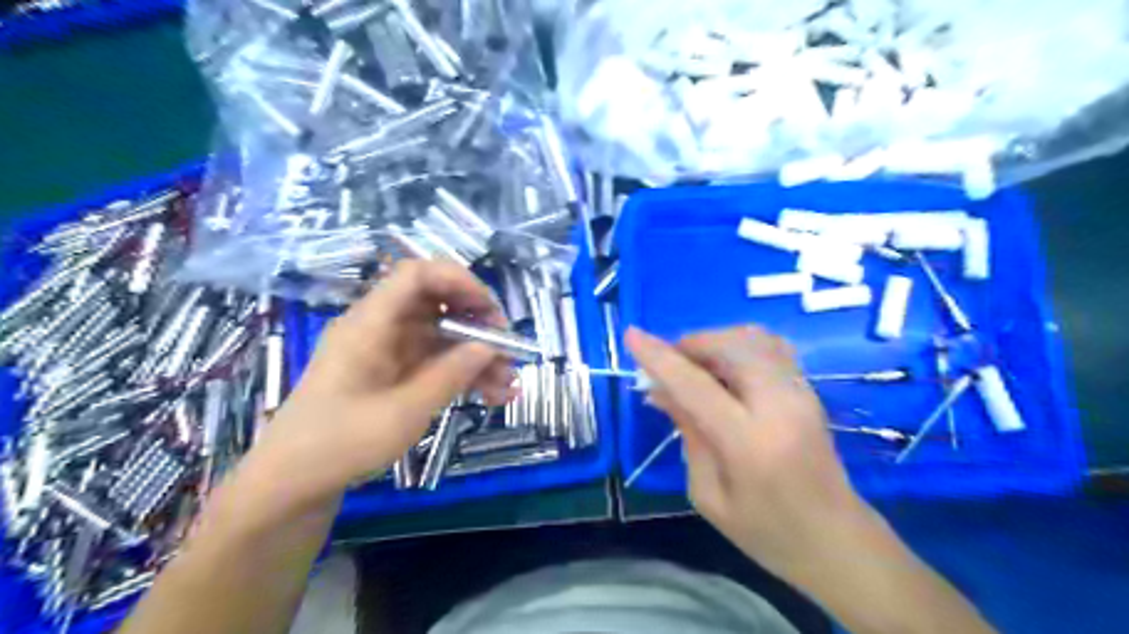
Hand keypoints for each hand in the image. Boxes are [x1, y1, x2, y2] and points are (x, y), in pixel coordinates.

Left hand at [252, 259, 515, 507]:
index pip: (417, 276)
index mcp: (370, 324)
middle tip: (508, 350)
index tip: (492, 312)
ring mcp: (387, 353)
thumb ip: (449, 375)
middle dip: (477, 324)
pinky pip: (435, 363)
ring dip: (477, 357)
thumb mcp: (402, 412)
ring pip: (442, 338)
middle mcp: (380, 329)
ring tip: (509, 385)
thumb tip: (488, 346)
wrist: (292, 485)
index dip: (459, 282)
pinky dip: (463, 375)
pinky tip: (492, 396)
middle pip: (436, 306)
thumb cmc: (340, 444)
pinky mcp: (393, 376)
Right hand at [628, 328, 870, 579]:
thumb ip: (687, 433)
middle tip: (667, 366)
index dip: (659, 357)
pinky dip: (737, 345)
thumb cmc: (766, 531)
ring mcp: (800, 391)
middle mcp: (780, 405)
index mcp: (750, 442)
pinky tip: (723, 369)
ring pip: (751, 337)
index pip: (695, 385)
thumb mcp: (708, 494)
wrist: (837, 540)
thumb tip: (658, 390)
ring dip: (713, 342)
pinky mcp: (808, 388)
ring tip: (693, 367)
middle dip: (689, 344)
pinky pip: (768, 345)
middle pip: (729, 345)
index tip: (631, 335)